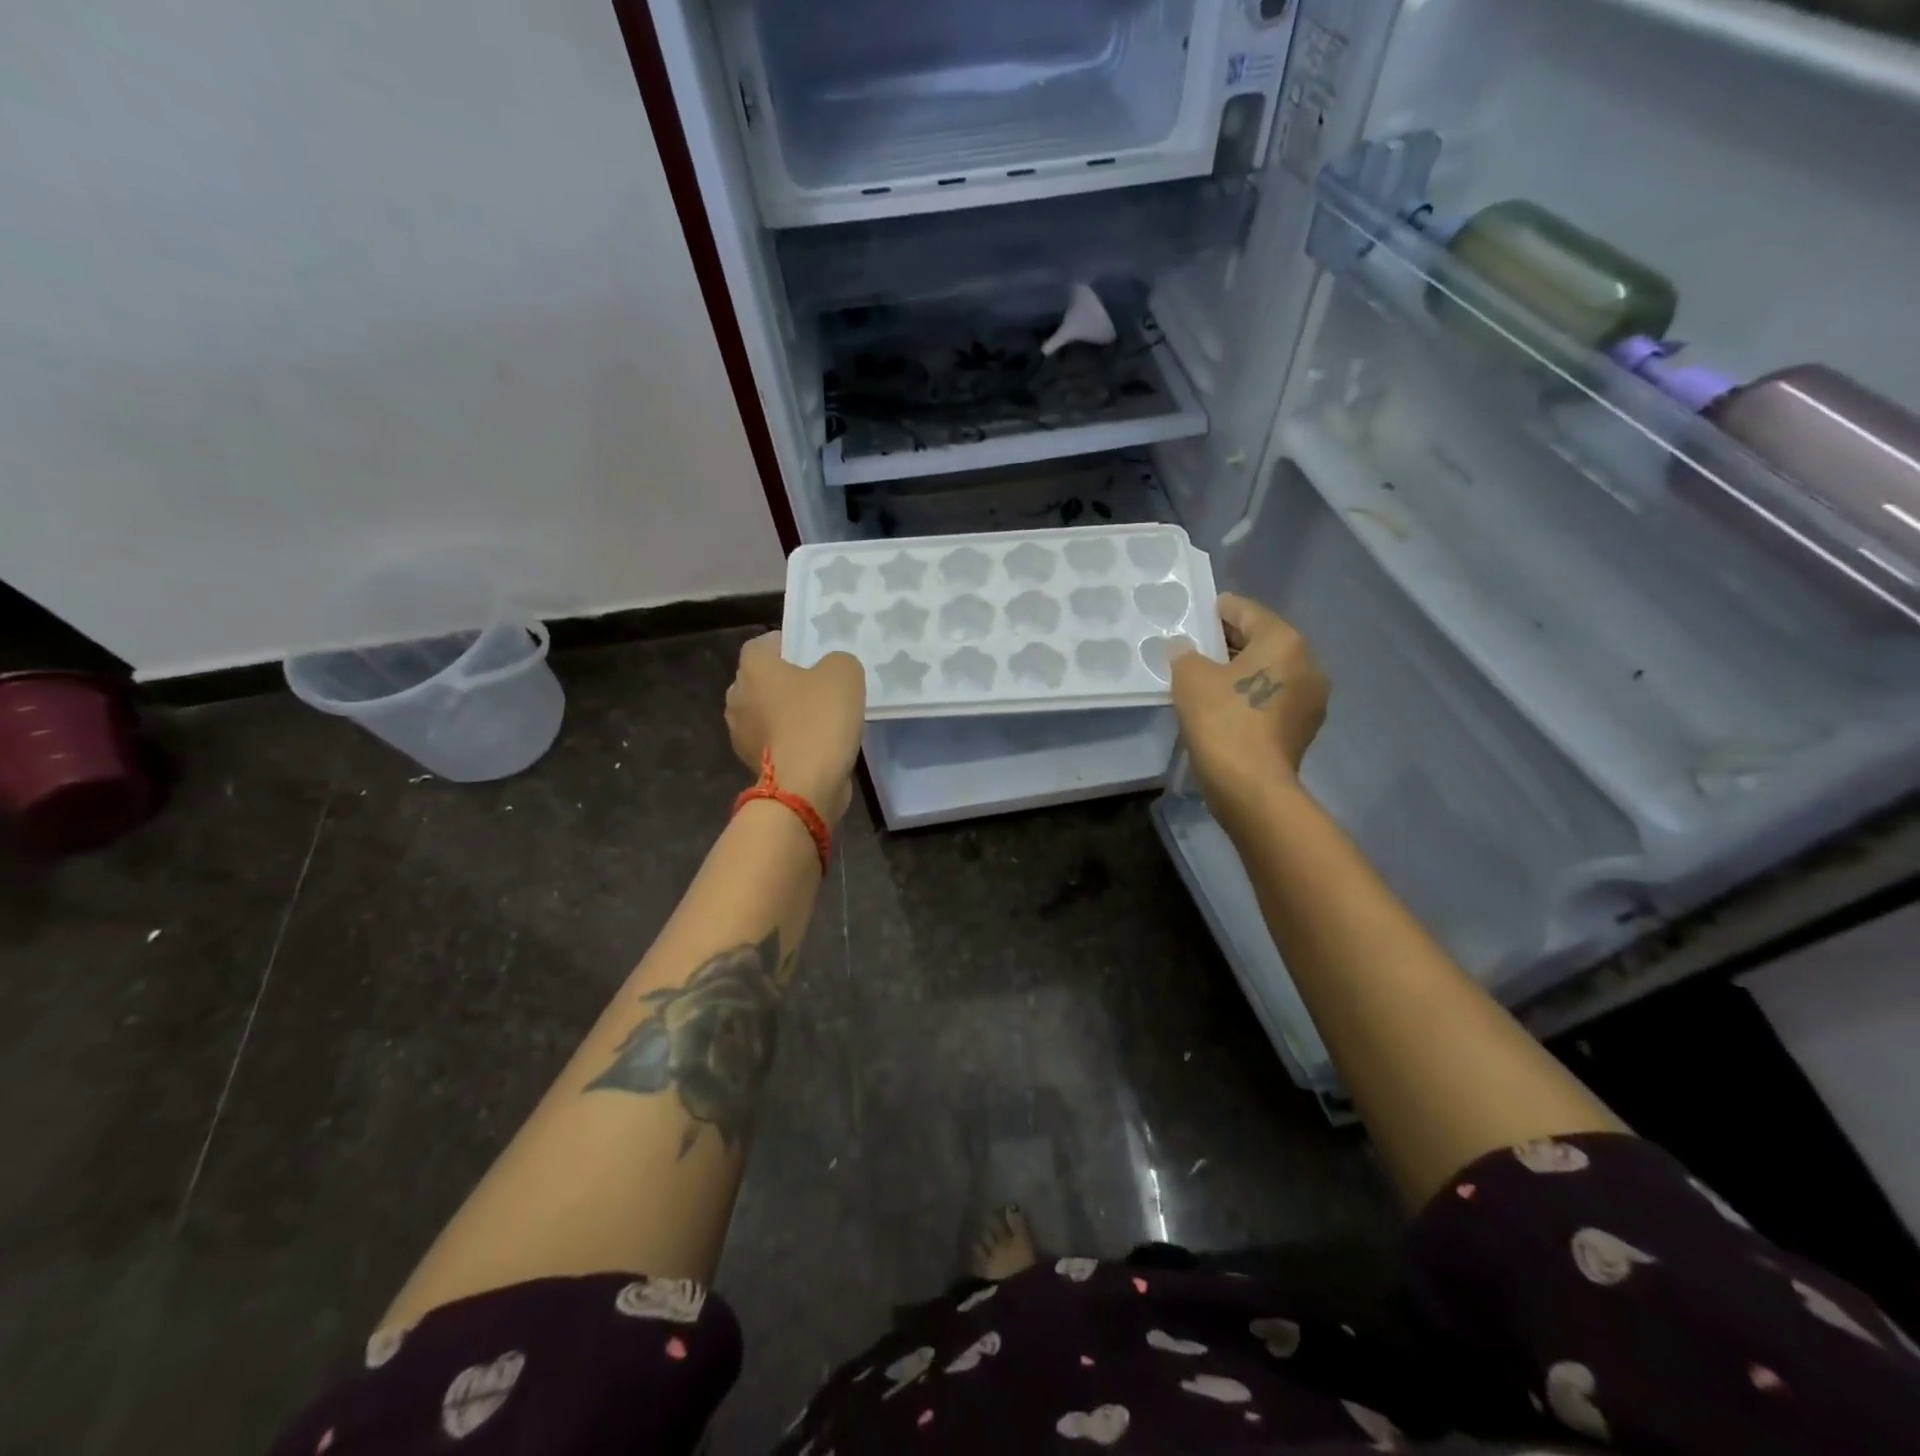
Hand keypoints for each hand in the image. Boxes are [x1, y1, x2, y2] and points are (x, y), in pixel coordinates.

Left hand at [725, 633, 865, 825]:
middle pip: (765, 679)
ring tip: (823, 719)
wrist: (803, 787)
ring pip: (768, 711)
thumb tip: (831, 670)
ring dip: (788, 713)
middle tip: (822, 687)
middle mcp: (737, 695)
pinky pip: (774, 740)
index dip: (791, 645)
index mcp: (753, 667)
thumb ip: (838, 661)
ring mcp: (740, 732)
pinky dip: (790, 740)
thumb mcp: (844, 673)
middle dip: (789, 681)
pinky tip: (816, 746)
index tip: (816, 655)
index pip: (766, 643)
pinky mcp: (751, 762)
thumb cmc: (819, 720)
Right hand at [1170, 594, 1328, 820]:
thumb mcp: (1190, 678)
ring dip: (1242, 671)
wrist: (1251, 786)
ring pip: (1270, 672)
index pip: (1248, 611)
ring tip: (1207, 680)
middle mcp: (1308, 663)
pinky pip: (1274, 698)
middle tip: (1196, 648)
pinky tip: (1226, 707)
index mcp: (1284, 641)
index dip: (1220, 610)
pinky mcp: (1304, 728)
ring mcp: (1311, 699)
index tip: (1200, 614)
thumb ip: (1185, 654)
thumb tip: (1185, 648)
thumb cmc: (1222, 721)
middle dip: (1230, 642)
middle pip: (1263, 641)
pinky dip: (1252, 695)